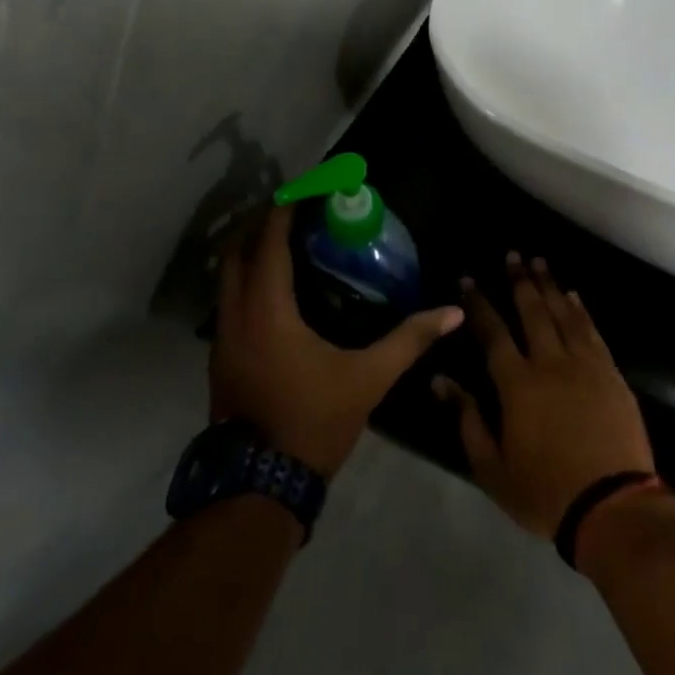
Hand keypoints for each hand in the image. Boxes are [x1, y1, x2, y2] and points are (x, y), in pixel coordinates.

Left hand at [212, 205, 463, 477]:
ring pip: (228, 277)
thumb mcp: (368, 379)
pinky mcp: (222, 357)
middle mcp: (236, 315)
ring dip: (252, 252)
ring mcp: (222, 337)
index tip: (306, 189)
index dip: (285, 210)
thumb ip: (410, 340)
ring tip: (290, 244)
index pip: (269, 243)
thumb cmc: (313, 421)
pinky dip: (249, 280)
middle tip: (297, 211)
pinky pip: (230, 300)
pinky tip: (280, 291)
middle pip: (237, 251)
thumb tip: (452, 313)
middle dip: (262, 224)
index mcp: (267, 311)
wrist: (259, 484)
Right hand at [433, 253, 655, 536]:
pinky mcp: (611, 374)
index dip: (479, 305)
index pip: (493, 333)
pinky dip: (581, 310)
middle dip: (519, 281)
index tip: (468, 280)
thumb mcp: (492, 466)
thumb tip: (440, 381)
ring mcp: (585, 365)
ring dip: (550, 286)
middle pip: (532, 312)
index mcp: (518, 384)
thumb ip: (467, 419)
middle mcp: (551, 363)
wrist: (612, 506)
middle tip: (512, 255)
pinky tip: (573, 296)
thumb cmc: (545, 491)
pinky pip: (592, 332)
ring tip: (539, 262)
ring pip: (564, 314)